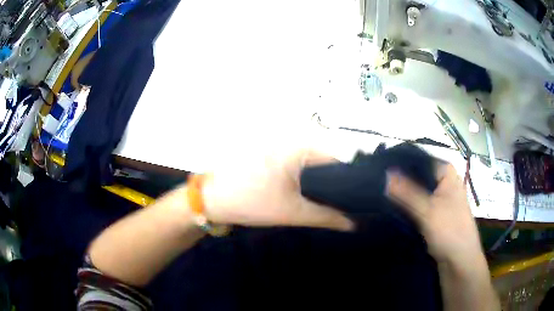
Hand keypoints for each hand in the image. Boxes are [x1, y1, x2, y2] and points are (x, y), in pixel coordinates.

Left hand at [201, 148, 353, 230]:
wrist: (210, 199)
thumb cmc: (249, 202)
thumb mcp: (292, 212)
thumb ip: (326, 217)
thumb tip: (352, 224)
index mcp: (298, 146)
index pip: (336, 158)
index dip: (349, 179)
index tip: (355, 199)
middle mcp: (291, 140)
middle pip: (324, 161)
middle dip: (333, 183)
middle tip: (341, 205)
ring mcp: (278, 146)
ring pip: (309, 165)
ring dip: (318, 182)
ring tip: (325, 202)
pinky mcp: (269, 155)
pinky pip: (295, 165)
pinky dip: (303, 179)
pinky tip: (304, 194)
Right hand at [387, 164, 482, 263]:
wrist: (459, 260)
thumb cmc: (450, 231)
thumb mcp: (427, 210)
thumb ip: (406, 192)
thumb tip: (385, 174)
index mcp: (447, 174)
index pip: (421, 160)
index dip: (402, 163)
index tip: (381, 168)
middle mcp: (444, 183)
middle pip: (419, 176)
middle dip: (400, 180)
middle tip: (378, 183)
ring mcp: (440, 199)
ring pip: (418, 192)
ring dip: (403, 195)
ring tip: (381, 194)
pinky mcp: (435, 214)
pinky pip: (418, 205)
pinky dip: (407, 206)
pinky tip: (392, 208)